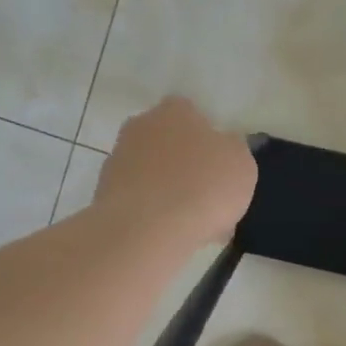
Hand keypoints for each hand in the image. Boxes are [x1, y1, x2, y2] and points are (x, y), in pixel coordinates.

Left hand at [95, 97, 256, 244]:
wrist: (148, 228)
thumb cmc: (204, 186)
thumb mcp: (242, 164)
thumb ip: (233, 151)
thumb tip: (223, 149)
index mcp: (176, 110)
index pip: (194, 116)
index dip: (210, 144)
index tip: (221, 171)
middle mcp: (141, 125)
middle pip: (170, 145)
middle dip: (187, 168)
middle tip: (208, 200)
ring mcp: (118, 158)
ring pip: (154, 175)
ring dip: (169, 193)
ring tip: (193, 227)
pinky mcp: (104, 192)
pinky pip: (139, 201)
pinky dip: (153, 214)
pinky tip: (169, 236)